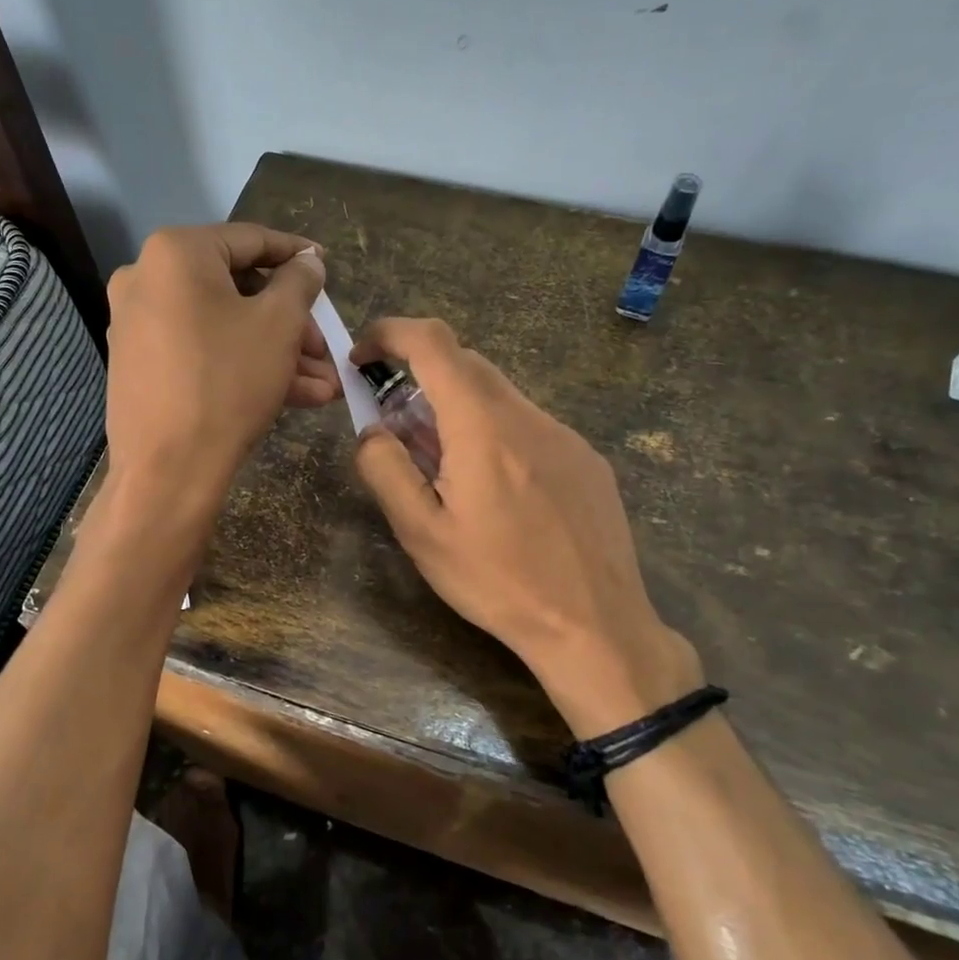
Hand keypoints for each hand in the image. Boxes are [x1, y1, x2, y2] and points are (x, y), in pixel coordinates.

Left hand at [104, 224, 336, 517]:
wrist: (168, 470)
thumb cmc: (228, 383)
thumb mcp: (279, 325)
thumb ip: (299, 282)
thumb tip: (307, 260)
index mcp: (176, 253)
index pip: (250, 241)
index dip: (296, 256)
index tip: (326, 269)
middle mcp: (147, 279)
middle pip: (237, 291)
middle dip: (292, 324)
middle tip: (325, 349)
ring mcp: (138, 325)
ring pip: (224, 328)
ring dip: (277, 353)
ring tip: (324, 385)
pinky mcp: (140, 366)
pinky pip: (202, 352)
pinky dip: (244, 366)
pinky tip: (295, 396)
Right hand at [351, 318, 701, 735]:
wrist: (595, 626)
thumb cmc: (498, 582)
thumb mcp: (422, 534)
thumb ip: (385, 469)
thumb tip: (372, 430)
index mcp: (483, 427)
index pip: (434, 342)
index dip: (391, 333)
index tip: (364, 358)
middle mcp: (528, 416)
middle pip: (466, 364)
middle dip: (421, 378)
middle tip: (399, 431)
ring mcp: (566, 435)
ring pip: (500, 395)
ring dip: (460, 410)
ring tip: (449, 472)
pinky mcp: (587, 459)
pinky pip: (531, 425)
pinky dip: (497, 433)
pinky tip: (500, 493)